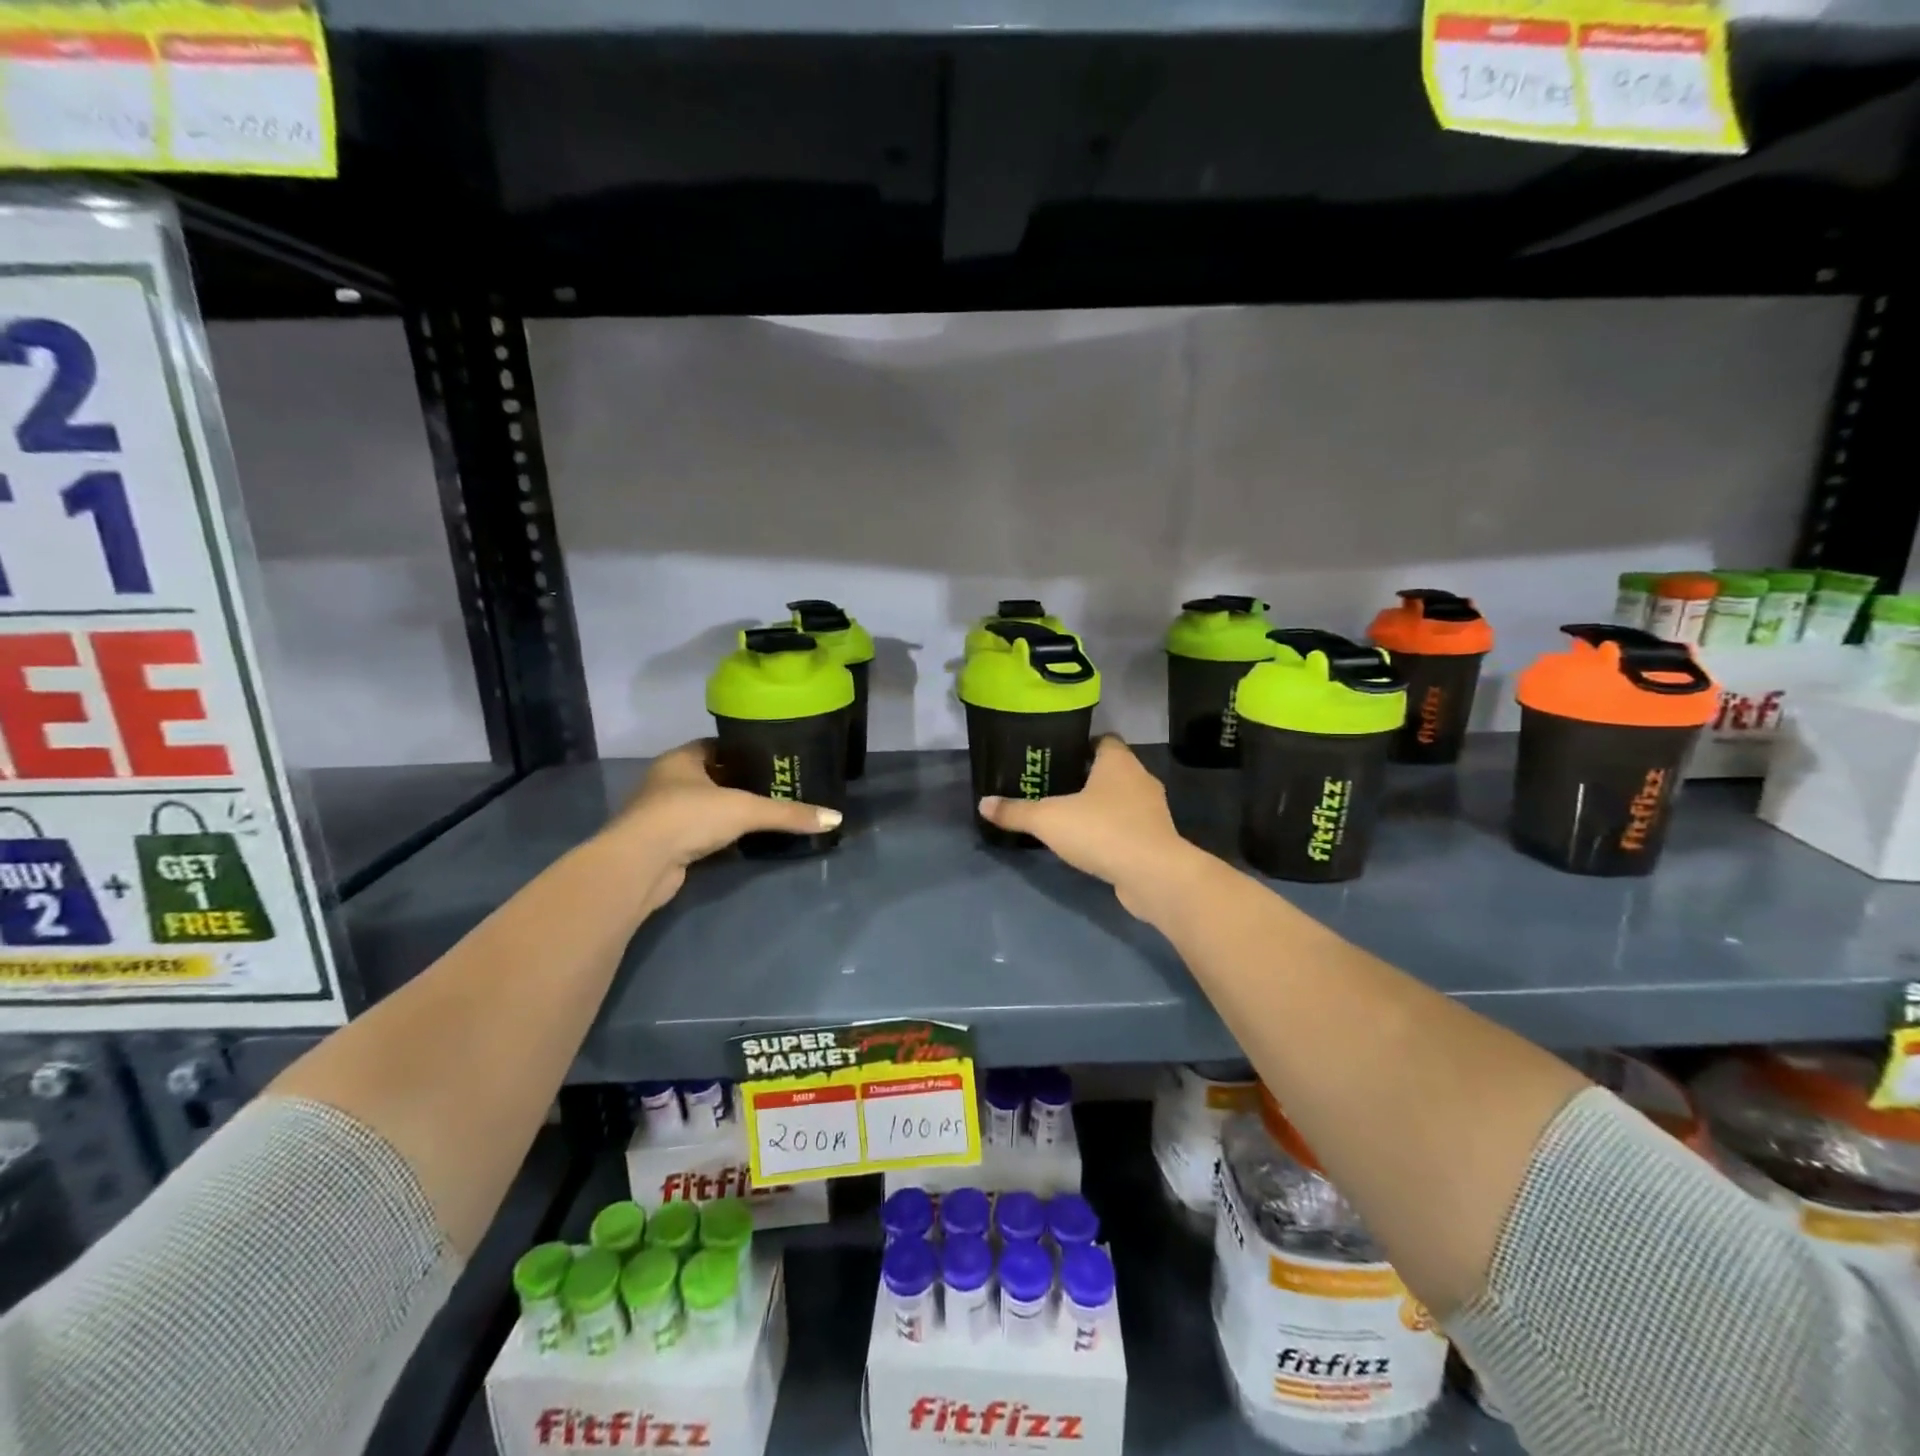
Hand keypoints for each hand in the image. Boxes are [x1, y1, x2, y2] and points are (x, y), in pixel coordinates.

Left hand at [606, 740, 841, 912]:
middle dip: (740, 782)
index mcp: (681, 759)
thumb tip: (835, 818)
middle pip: (712, 775)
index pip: (717, 745)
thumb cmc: (688, 817)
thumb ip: (789, 814)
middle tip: (777, 786)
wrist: (641, 864)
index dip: (744, 750)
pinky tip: (743, 841)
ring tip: (766, 813)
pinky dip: (719, 836)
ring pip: (704, 806)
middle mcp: (668, 781)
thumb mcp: (745, 810)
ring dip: (728, 811)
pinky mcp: (665, 844)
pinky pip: (699, 833)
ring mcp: (663, 814)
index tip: (773, 757)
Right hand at [978, 736, 1207, 920]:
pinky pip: (1129, 825)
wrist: (1153, 875)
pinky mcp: (1156, 838)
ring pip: (1122, 798)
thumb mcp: (1049, 820)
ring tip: (1069, 815)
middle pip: (1111, 769)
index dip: (1081, 745)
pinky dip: (1112, 829)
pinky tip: (1090, 842)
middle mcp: (1140, 778)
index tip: (1057, 757)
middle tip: (1054, 786)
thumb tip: (983, 803)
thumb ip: (1016, 811)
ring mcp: (1152, 810)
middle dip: (1086, 776)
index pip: (1103, 740)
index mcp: (1119, 761)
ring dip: (1101, 805)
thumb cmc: (1102, 831)